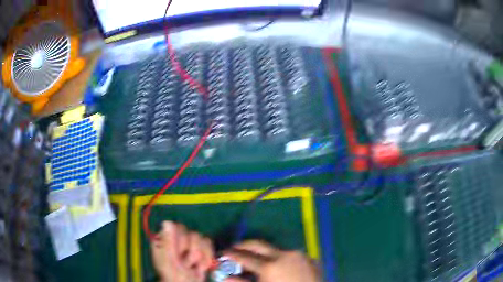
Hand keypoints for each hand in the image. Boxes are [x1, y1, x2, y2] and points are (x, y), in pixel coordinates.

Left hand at [151, 221, 213, 281]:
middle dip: (192, 252)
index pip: (176, 227)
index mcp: (164, 240)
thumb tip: (167, 221)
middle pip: (191, 233)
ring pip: (201, 239)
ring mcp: (189, 244)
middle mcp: (176, 239)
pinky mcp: (201, 249)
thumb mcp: (169, 262)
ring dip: (200, 257)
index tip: (180, 254)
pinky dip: (207, 257)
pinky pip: (209, 244)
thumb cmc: (175, 277)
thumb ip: (168, 243)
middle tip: (187, 264)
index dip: (181, 241)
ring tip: (193, 267)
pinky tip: (201, 266)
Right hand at [224, 240, 319, 281]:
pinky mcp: (310, 259)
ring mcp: (300, 255)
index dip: (231, 254)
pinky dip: (279, 258)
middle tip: (233, 249)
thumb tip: (225, 278)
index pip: (244, 256)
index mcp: (270, 266)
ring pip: (275, 249)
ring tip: (255, 261)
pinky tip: (278, 268)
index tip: (222, 254)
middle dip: (243, 245)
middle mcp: (284, 255)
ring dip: (262, 253)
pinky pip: (290, 255)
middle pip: (258, 244)